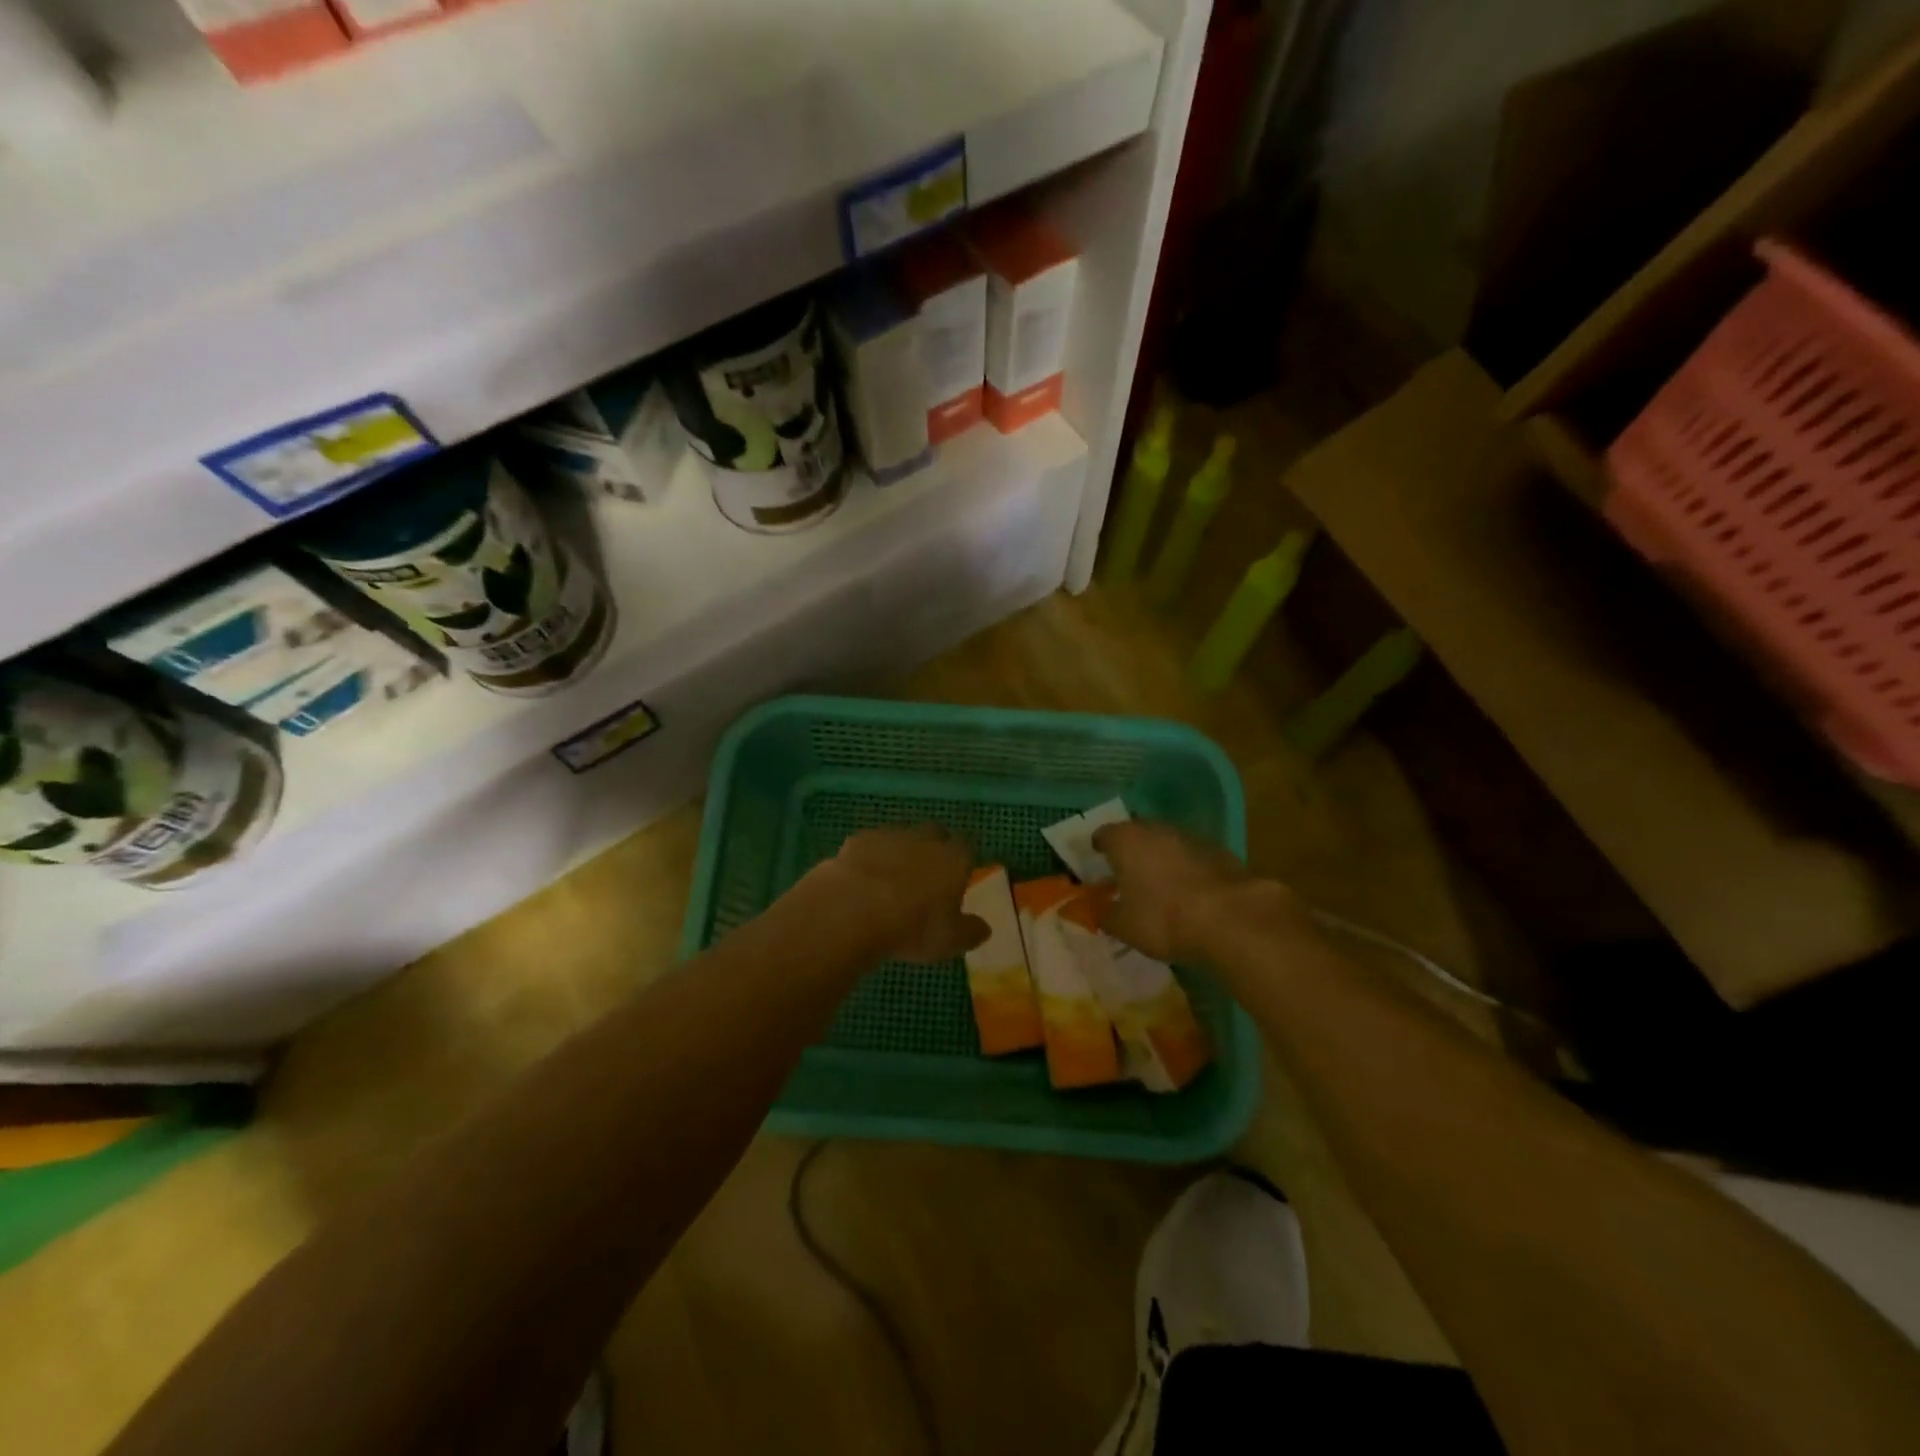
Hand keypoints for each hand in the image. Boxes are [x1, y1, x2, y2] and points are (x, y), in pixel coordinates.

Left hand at [812, 825, 988, 962]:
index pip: (967, 849)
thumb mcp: (950, 941)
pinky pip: (869, 845)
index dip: (963, 861)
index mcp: (954, 859)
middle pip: (935, 834)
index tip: (958, 876)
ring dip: (899, 852)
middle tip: (926, 875)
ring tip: (890, 879)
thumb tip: (984, 928)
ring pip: (901, 837)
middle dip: (933, 848)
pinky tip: (861, 879)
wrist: (855, 909)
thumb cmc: (913, 926)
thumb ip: (970, 931)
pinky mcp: (858, 840)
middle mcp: (925, 839)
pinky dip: (868, 858)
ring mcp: (889, 835)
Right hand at [1093, 820, 1305, 962]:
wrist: (1230, 918)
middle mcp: (1156, 830)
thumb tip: (1098, 912)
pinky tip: (1189, 893)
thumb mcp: (1124, 926)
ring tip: (1158, 885)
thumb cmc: (1163, 918)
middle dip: (1130, 851)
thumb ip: (1105, 915)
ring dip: (1160, 859)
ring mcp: (1190, 837)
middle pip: (1136, 834)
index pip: (1103, 834)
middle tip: (1126, 873)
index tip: (1096, 861)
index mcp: (1125, 840)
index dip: (1098, 848)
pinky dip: (1186, 870)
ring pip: (1167, 843)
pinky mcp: (1219, 852)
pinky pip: (1192, 857)